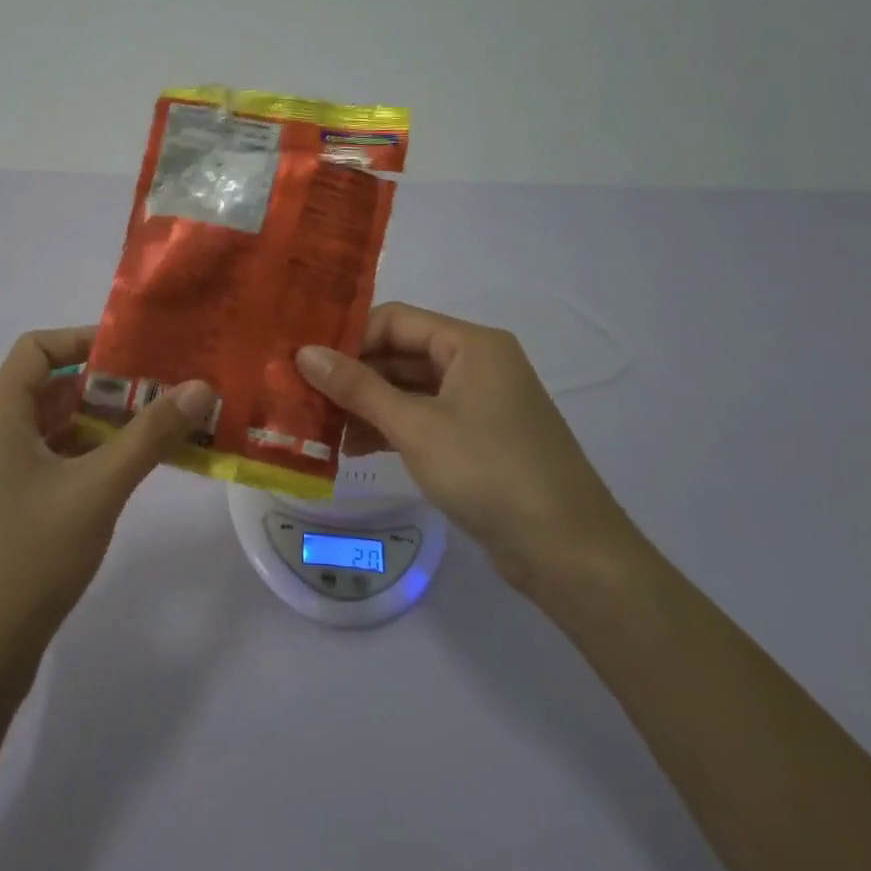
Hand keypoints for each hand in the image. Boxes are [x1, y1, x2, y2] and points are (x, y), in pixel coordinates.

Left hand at [0, 327, 212, 690]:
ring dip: (100, 424)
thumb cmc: (30, 557)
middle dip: (105, 386)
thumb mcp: (98, 489)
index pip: (36, 349)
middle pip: (49, 388)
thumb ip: (150, 435)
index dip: (83, 339)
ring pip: (52, 429)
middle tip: (161, 390)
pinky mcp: (6, 510)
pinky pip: (49, 463)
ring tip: (156, 427)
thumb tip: (200, 386)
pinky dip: (87, 457)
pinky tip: (126, 472)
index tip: (135, 351)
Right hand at [296, 302, 641, 594]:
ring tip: (321, 429)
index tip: (304, 362)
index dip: (349, 338)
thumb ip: (358, 387)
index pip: (396, 320)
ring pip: (409, 390)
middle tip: (303, 396)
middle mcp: (477, 363)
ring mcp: (479, 403)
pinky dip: (390, 429)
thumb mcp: (415, 426)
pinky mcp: (477, 439)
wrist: (567, 551)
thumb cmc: (489, 472)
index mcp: (471, 344)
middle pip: (400, 354)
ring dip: (367, 406)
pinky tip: (353, 449)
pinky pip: (423, 419)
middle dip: (353, 376)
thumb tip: (304, 353)